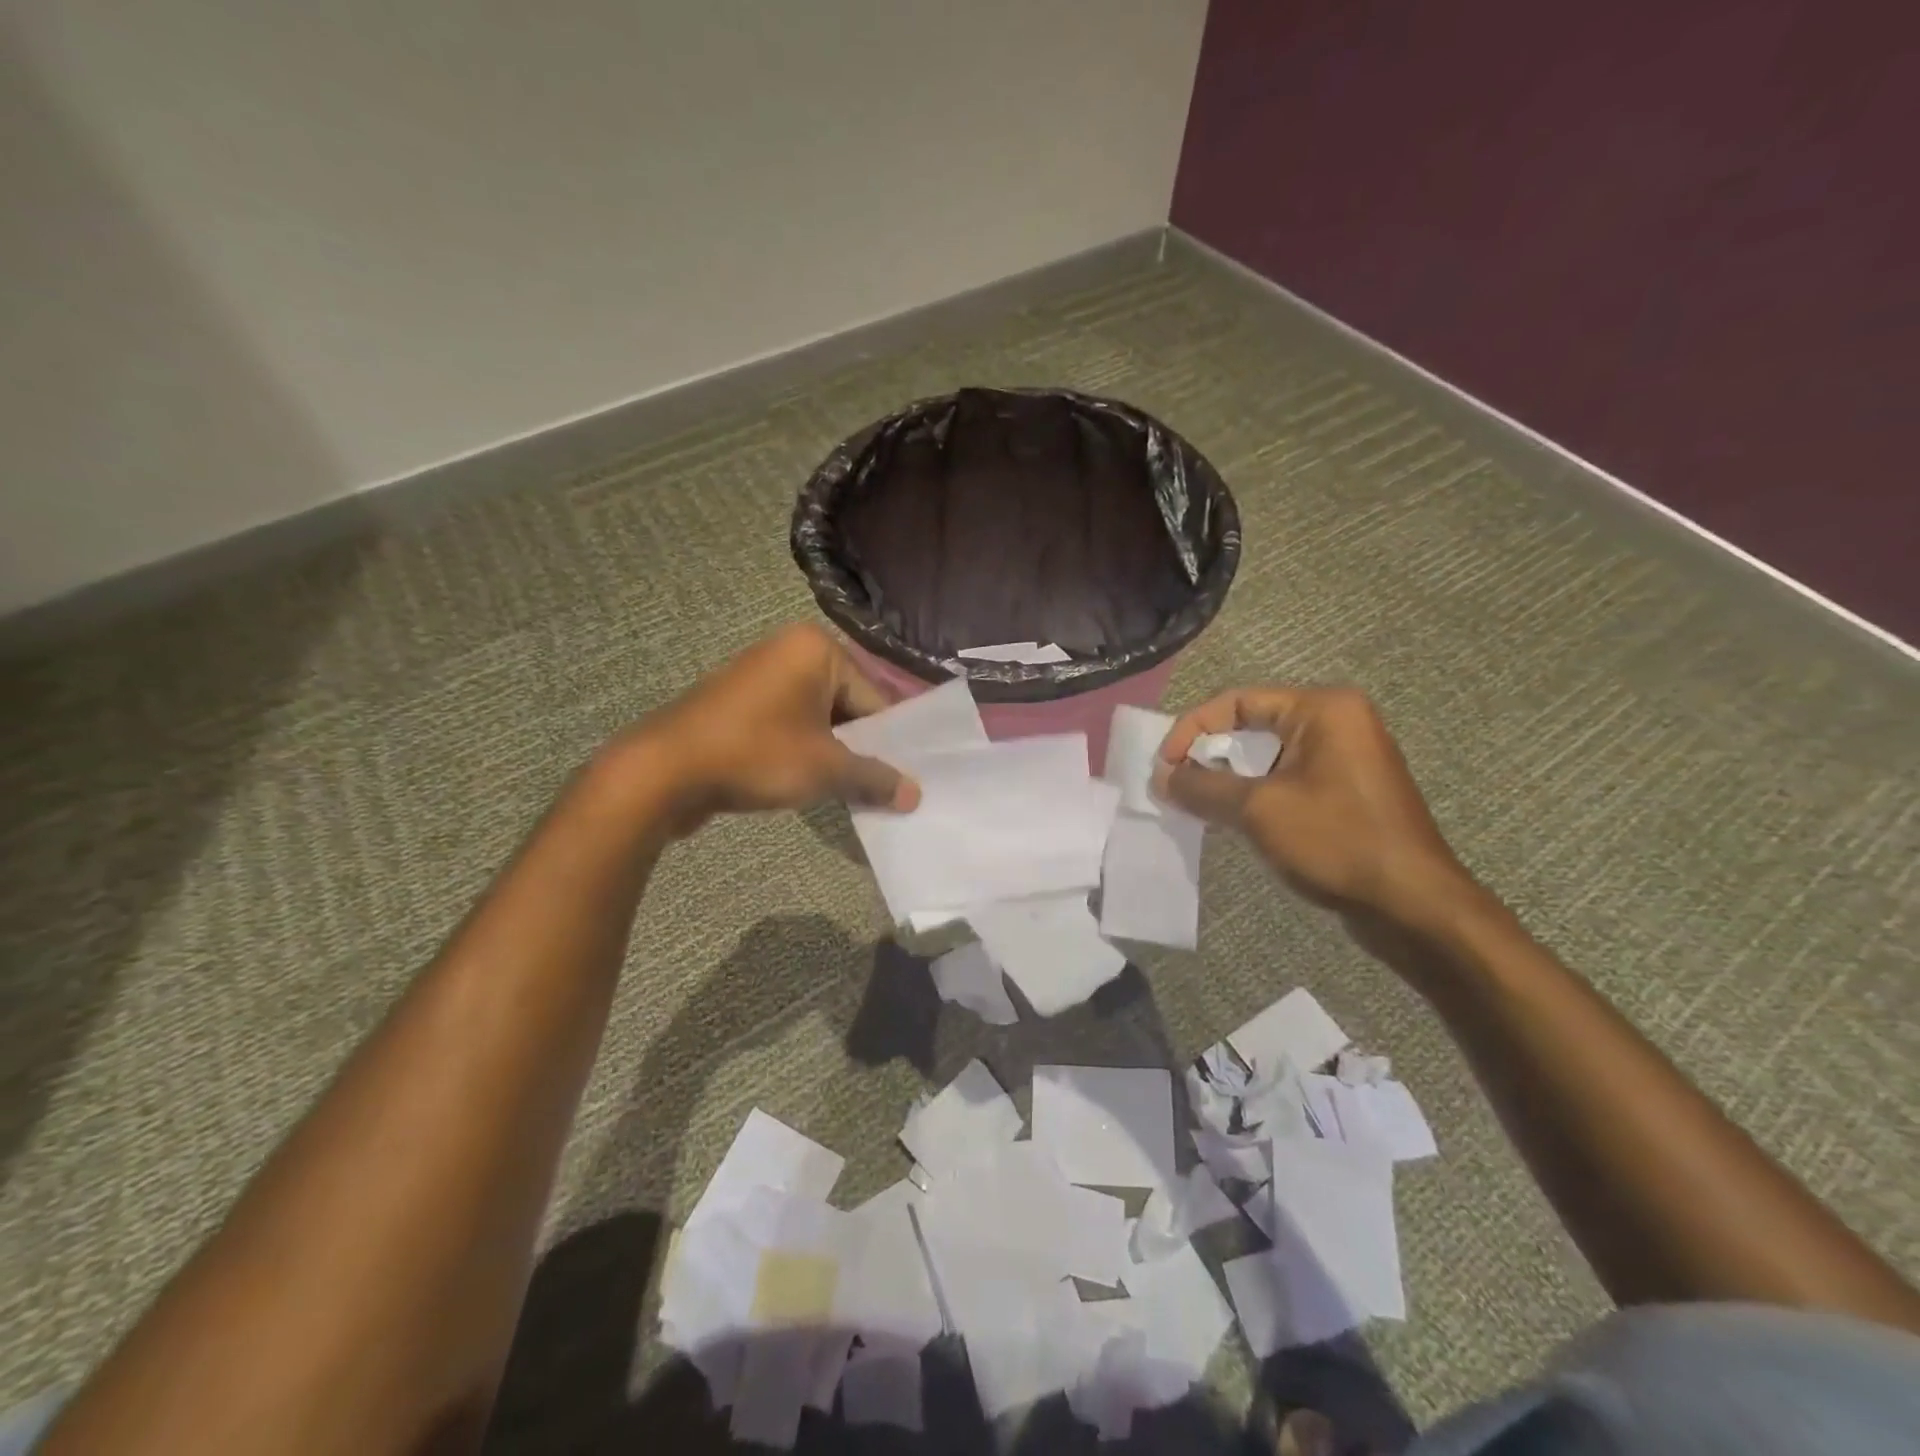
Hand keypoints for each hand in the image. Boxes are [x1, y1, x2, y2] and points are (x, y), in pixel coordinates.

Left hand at [616, 624, 919, 836]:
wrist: (663, 771)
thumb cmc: (756, 755)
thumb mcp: (826, 768)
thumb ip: (875, 778)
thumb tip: (915, 795)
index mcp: (816, 649)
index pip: (875, 697)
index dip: (892, 742)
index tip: (905, 778)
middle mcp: (789, 650)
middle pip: (847, 705)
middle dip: (861, 748)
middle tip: (882, 790)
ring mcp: (759, 675)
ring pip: (817, 718)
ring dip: (832, 754)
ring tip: (849, 792)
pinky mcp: (738, 703)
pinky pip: (787, 725)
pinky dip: (802, 751)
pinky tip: (809, 783)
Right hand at [1153, 686, 1470, 924]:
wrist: (1414, 907)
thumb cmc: (1337, 842)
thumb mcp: (1258, 810)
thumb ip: (1203, 787)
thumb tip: (1161, 777)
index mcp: (1323, 709)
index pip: (1237, 701)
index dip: (1192, 729)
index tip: (1164, 766)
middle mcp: (1338, 722)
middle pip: (1252, 726)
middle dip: (1209, 755)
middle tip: (1175, 785)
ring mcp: (1346, 758)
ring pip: (1268, 757)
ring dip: (1228, 779)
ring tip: (1197, 805)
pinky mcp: (1347, 792)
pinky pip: (1287, 780)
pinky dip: (1255, 795)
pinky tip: (1233, 820)